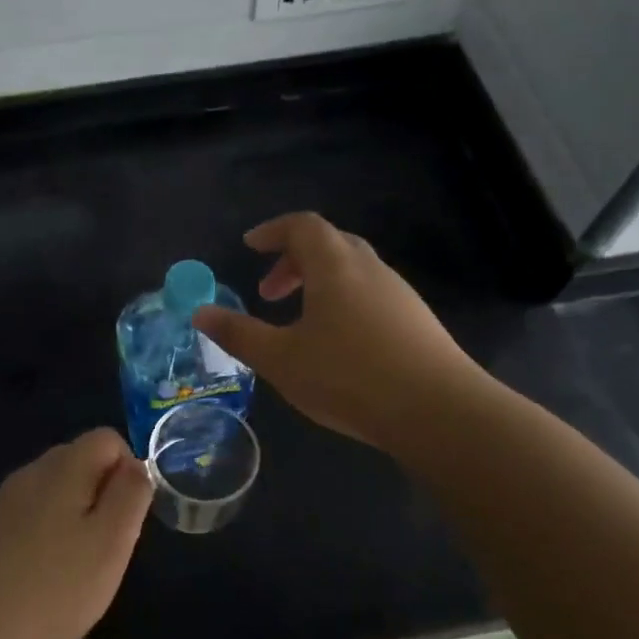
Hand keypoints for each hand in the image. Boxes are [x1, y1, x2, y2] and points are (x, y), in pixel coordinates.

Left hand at [0, 429, 152, 638]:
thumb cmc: (50, 593)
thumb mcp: (110, 544)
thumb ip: (130, 495)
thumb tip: (136, 465)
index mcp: (61, 468)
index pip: (108, 438)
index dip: (130, 470)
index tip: (128, 520)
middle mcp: (28, 474)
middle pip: (79, 461)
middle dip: (103, 495)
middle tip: (107, 548)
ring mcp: (0, 503)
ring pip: (54, 492)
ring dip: (75, 519)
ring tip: (77, 571)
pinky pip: (29, 518)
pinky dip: (47, 538)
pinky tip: (42, 582)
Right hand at [193, 212, 486, 450]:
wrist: (439, 411)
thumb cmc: (348, 377)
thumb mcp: (280, 359)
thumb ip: (238, 334)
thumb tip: (200, 313)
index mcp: (335, 266)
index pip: (302, 226)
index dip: (272, 231)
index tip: (249, 247)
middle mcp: (370, 269)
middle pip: (329, 244)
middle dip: (294, 260)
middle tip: (269, 292)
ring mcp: (399, 294)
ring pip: (353, 271)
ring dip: (320, 284)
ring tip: (299, 322)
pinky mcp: (417, 322)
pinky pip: (371, 295)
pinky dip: (344, 303)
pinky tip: (338, 345)